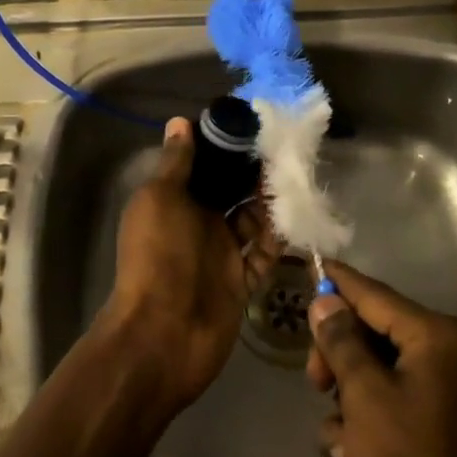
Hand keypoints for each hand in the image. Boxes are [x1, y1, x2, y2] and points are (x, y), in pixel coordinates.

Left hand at [99, 117, 281, 413]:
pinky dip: (278, 241)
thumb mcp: (160, 199)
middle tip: (289, 153)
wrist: (162, 335)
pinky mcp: (240, 282)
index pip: (204, 165)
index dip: (226, 147)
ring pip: (252, 221)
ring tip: (298, 183)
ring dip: (270, 204)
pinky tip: (297, 221)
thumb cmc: (158, 256)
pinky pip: (263, 255)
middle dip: (255, 174)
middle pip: (231, 191)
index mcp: (174, 200)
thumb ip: (175, 163)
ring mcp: (220, 254)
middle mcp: (197, 223)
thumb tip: (179, 121)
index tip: (256, 127)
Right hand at [306, 260, 456, 456]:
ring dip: (348, 407)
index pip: (374, 294)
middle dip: (338, 360)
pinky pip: (384, 412)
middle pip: (371, 334)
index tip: (305, 264)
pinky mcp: (432, 436)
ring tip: (344, 446)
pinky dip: (364, 436)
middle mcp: (444, 358)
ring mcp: (440, 399)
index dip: (337, 282)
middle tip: (315, 384)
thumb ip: (342, 343)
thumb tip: (326, 299)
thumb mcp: (367, 400)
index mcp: (437, 339)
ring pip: (371, 377)